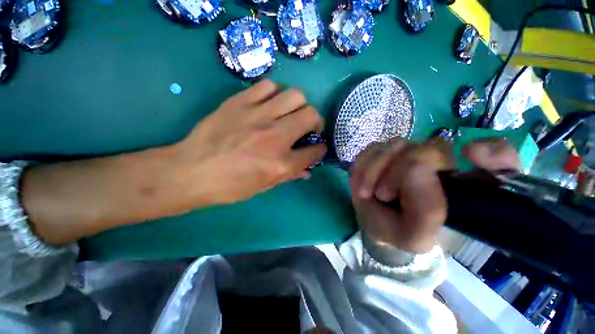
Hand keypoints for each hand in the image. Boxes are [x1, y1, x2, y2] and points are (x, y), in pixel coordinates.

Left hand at [22, 80, 324, 244]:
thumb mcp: (264, 186)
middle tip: (307, 126)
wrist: (191, 171)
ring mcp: (258, 116)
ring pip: (295, 95)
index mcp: (281, 164)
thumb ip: (290, 175)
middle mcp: (276, 137)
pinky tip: (269, 103)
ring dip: (298, 105)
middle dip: (315, 122)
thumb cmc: (230, 186)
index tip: (316, 148)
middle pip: (311, 115)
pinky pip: (268, 86)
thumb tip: (307, 170)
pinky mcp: (240, 102)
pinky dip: (275, 93)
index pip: (315, 151)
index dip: (320, 149)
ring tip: (289, 113)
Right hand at [350, 137, 519, 252]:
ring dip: (374, 169)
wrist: (376, 222)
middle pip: (428, 148)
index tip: (471, 156)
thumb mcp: (415, 237)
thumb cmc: (399, 232)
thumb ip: (427, 213)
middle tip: (382, 195)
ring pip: (395, 144)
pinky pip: (372, 148)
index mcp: (463, 187)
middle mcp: (440, 163)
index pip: (498, 158)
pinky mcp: (384, 151)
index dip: (492, 153)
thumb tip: (418, 168)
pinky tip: (361, 182)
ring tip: (366, 192)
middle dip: (397, 172)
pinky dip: (363, 166)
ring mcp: (409, 152)